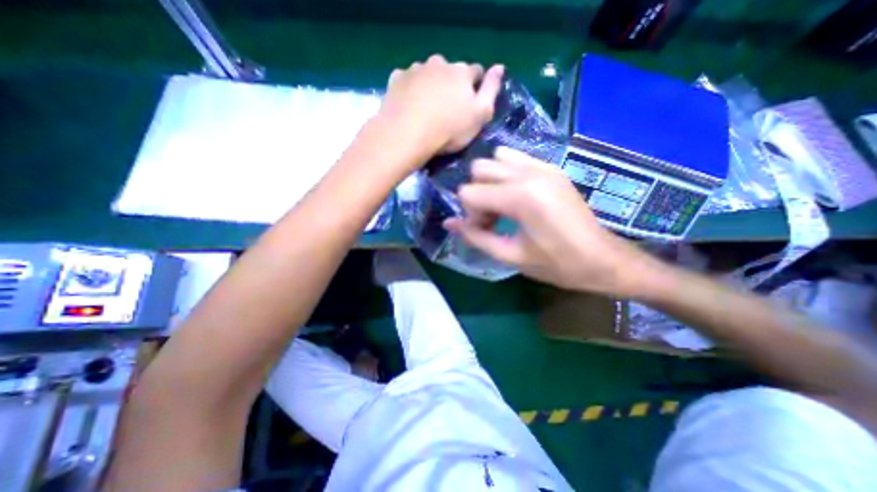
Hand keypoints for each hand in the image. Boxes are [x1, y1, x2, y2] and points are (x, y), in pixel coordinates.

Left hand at [379, 53, 506, 155]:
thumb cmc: (449, 130)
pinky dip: (410, 89)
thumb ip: (491, 90)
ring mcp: (415, 69)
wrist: (408, 135)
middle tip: (446, 109)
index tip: (470, 104)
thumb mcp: (479, 116)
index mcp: (462, 72)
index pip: (475, 72)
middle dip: (450, 85)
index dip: (475, 87)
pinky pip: (407, 80)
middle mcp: (439, 63)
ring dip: (430, 85)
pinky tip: (409, 105)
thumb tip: (499, 67)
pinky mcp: (396, 79)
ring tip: (425, 109)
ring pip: (427, 74)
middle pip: (449, 71)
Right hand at [447, 147, 665, 297]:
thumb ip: (475, 237)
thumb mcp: (510, 256)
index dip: (470, 214)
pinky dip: (507, 174)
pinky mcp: (551, 167)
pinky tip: (517, 197)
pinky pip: (516, 158)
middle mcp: (529, 173)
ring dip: (491, 181)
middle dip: (477, 195)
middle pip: (479, 169)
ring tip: (503, 205)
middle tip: (492, 218)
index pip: (469, 192)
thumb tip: (448, 223)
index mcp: (520, 197)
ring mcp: (542, 166)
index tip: (485, 230)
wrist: (602, 259)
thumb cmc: (556, 264)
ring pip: (496, 159)